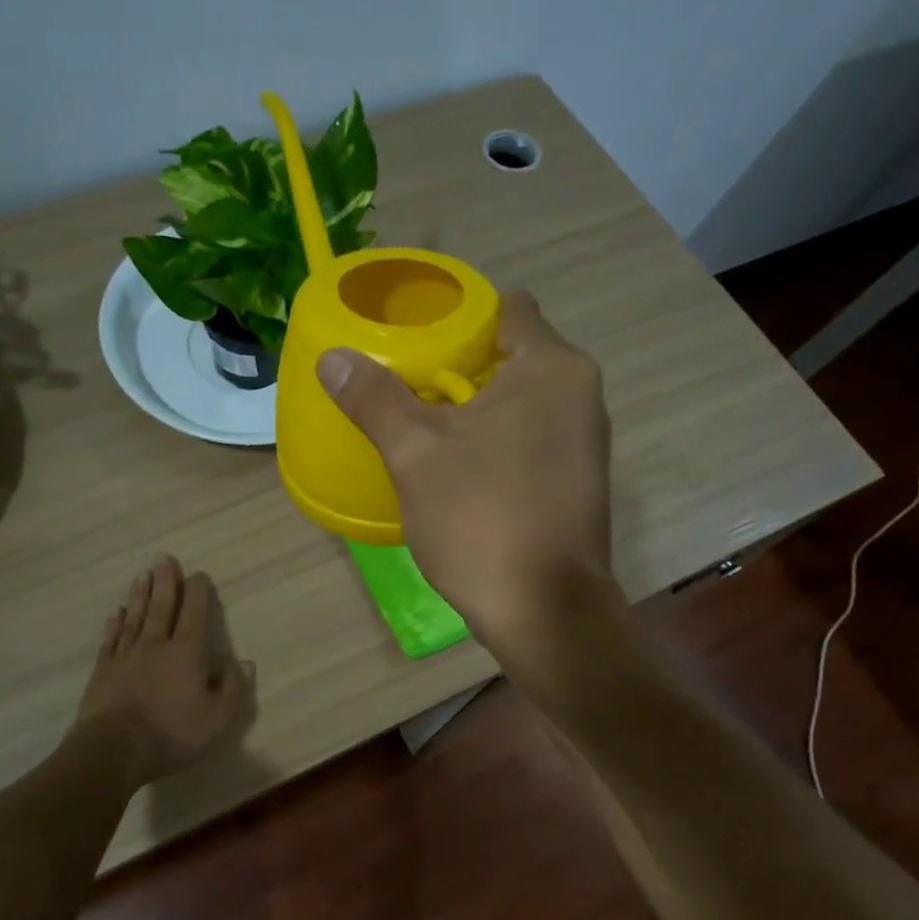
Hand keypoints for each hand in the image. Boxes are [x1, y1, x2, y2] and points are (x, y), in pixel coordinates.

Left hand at [76, 556, 256, 787]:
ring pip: (135, 617)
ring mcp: (126, 656)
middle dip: (166, 582)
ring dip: (140, 595)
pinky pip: (111, 640)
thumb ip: (233, 688)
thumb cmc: (171, 734)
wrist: (112, 751)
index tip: (198, 574)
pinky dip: (115, 624)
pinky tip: (116, 613)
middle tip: (165, 559)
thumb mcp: (217, 719)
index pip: (195, 613)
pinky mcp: (103, 671)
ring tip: (143, 575)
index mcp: (187, 652)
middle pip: (162, 607)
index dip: (198, 592)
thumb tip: (244, 662)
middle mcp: (156, 645)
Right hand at [316, 291, 617, 655]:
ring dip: (474, 406)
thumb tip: (333, 357)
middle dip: (459, 364)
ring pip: (520, 401)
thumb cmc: (482, 517)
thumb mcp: (416, 452)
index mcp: (552, 368)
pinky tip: (455, 466)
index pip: (509, 308)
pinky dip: (494, 440)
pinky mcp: (577, 481)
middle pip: (512, 355)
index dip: (460, 315)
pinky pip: (529, 437)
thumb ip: (375, 398)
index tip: (416, 335)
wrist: (545, 611)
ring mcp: (584, 441)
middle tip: (404, 381)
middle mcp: (580, 394)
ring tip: (421, 422)